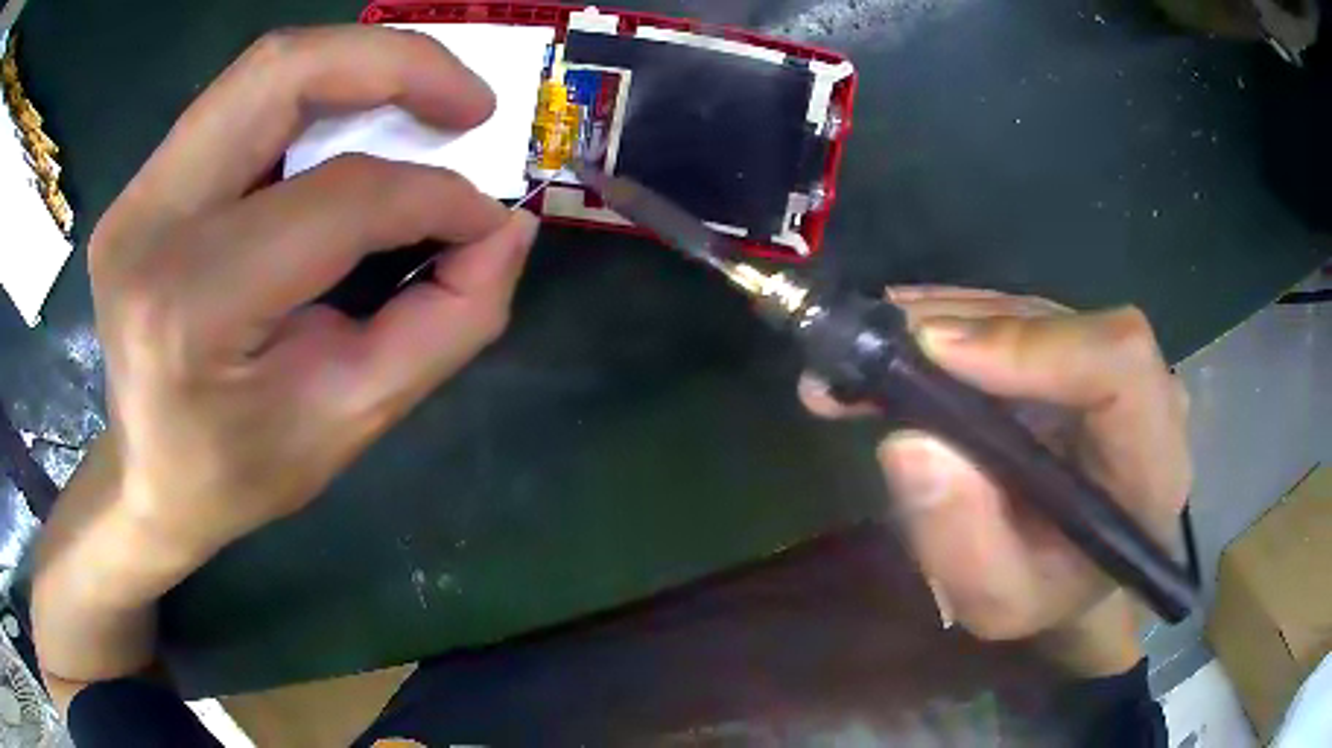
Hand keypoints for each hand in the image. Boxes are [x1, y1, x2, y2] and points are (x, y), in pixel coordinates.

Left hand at [92, 26, 537, 563]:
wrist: (146, 477)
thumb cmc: (237, 472)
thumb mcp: (348, 421)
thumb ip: (443, 326)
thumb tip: (505, 229)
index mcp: (192, 306)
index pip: (335, 199)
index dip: (432, 194)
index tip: (489, 213)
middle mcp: (150, 222)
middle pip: (283, 73)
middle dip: (399, 64)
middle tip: (471, 102)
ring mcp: (137, 192)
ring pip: (263, 69)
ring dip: (360, 65)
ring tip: (423, 100)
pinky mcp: (142, 183)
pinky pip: (241, 101)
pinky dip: (315, 94)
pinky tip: (351, 124)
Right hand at [801, 286, 1190, 674]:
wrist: (1072, 574)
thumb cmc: (1045, 596)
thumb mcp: (997, 602)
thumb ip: (964, 543)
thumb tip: (910, 443)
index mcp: (1150, 464)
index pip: (1119, 363)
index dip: (1030, 344)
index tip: (934, 355)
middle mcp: (1142, 393)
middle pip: (1059, 322)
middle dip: (957, 329)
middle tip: (866, 352)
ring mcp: (1108, 362)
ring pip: (1026, 309)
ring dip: (941, 321)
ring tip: (866, 354)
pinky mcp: (1075, 348)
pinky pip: (1013, 315)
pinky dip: (949, 324)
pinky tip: (899, 345)